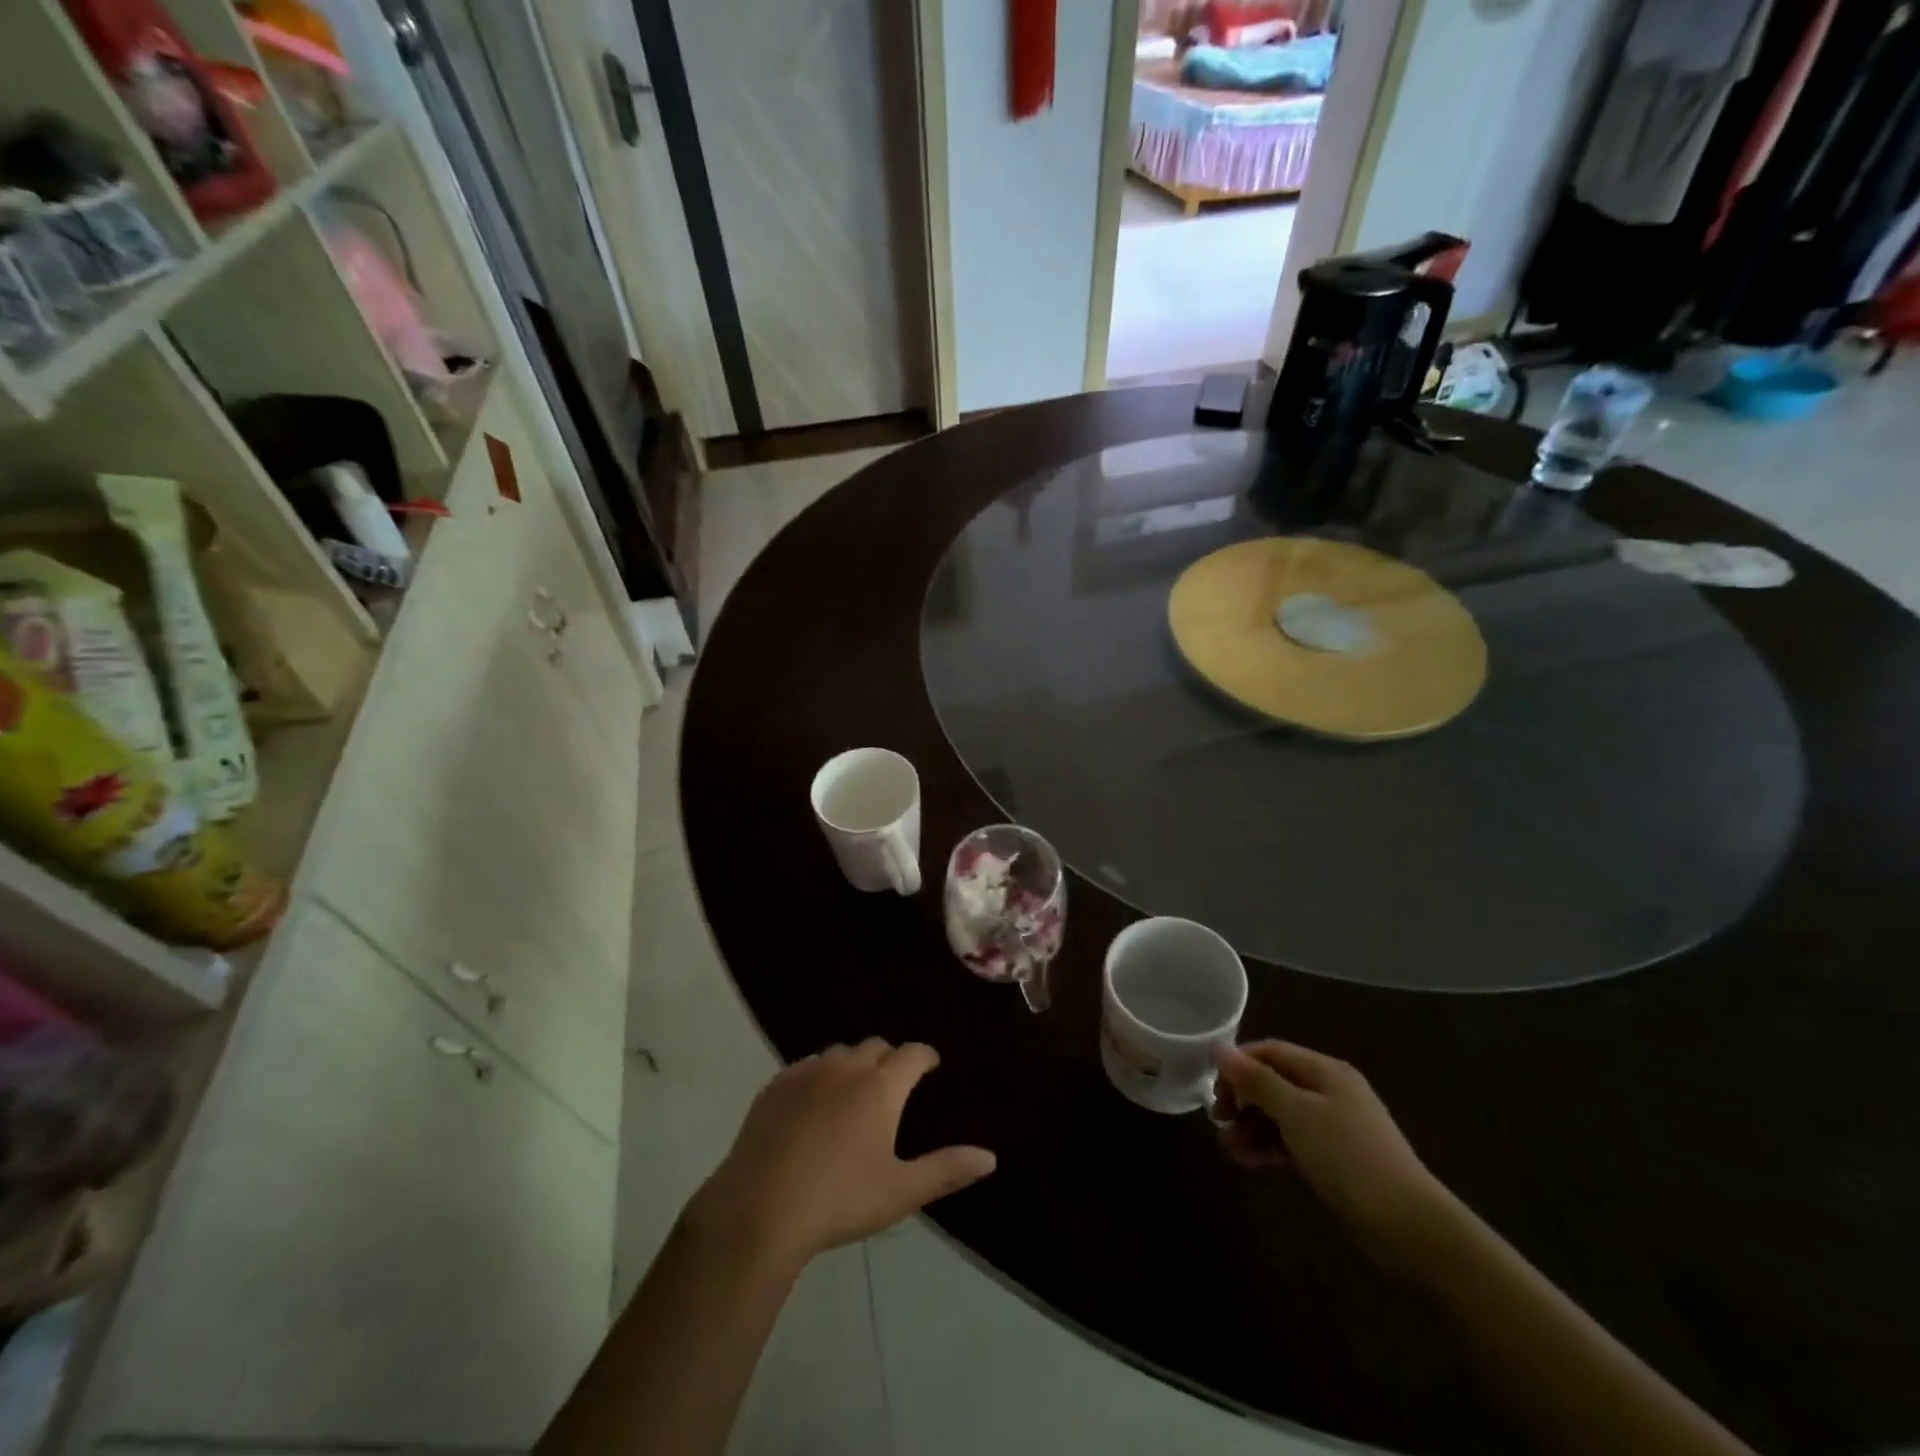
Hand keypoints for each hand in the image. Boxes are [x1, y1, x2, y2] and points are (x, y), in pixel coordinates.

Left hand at [687, 1040, 995, 1272]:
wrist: (759, 1209)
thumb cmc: (839, 1200)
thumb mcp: (900, 1191)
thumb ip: (946, 1170)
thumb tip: (990, 1157)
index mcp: (880, 1087)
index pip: (912, 1054)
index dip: (925, 1057)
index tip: (930, 1066)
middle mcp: (846, 1067)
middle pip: (876, 1046)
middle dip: (890, 1058)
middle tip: (894, 1084)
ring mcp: (807, 1072)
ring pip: (839, 1053)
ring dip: (853, 1064)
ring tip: (855, 1091)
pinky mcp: (775, 1086)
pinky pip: (806, 1066)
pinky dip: (819, 1075)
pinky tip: (814, 1103)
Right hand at [1212, 1040, 1456, 1271]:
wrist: (1408, 1225)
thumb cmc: (1347, 1155)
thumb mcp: (1296, 1112)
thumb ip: (1256, 1080)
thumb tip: (1219, 1047)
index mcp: (1324, 1070)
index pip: (1269, 1052)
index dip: (1238, 1065)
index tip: (1214, 1090)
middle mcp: (1329, 1091)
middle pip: (1273, 1082)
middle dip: (1242, 1099)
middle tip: (1219, 1120)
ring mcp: (1333, 1126)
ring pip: (1279, 1115)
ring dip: (1251, 1127)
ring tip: (1229, 1148)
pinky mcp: (1334, 1159)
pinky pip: (1291, 1142)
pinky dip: (1268, 1147)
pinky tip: (1248, 1161)